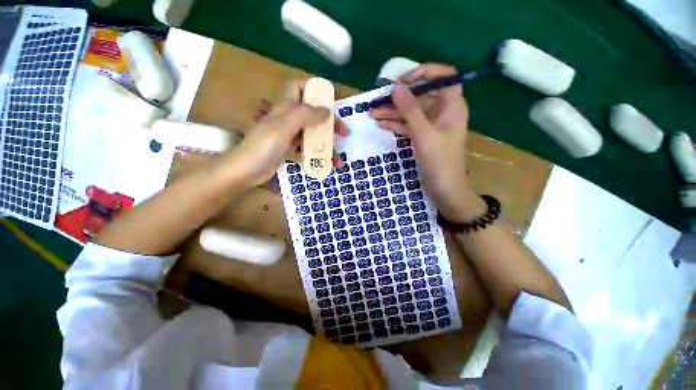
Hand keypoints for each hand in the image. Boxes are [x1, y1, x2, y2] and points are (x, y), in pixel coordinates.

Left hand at [229, 79, 349, 186]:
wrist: (246, 171)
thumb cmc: (263, 146)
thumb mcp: (284, 127)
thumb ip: (305, 115)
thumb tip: (327, 111)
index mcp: (285, 107)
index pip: (299, 87)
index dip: (314, 88)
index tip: (331, 99)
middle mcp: (288, 118)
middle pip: (312, 114)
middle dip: (329, 122)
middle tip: (344, 133)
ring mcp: (289, 136)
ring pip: (312, 134)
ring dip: (326, 144)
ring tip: (338, 158)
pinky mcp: (289, 150)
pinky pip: (307, 150)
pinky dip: (317, 156)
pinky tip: (326, 164)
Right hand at [370, 64, 475, 220]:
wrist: (445, 189)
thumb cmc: (439, 160)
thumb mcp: (424, 133)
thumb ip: (410, 110)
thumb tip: (396, 87)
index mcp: (451, 105)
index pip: (442, 76)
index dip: (422, 73)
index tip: (401, 82)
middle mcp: (442, 111)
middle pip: (420, 96)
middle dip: (399, 98)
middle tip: (377, 100)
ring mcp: (431, 125)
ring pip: (411, 112)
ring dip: (392, 113)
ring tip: (372, 113)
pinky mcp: (423, 137)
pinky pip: (408, 126)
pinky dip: (396, 125)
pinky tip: (381, 124)